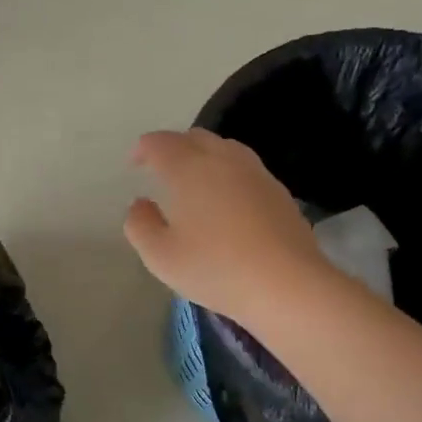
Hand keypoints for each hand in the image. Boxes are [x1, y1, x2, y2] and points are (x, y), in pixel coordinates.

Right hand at [124, 128, 332, 325]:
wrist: (287, 284)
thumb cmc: (214, 268)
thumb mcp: (160, 255)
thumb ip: (140, 225)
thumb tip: (140, 204)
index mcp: (189, 168)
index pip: (160, 143)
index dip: (143, 148)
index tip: (134, 162)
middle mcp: (223, 159)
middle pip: (195, 137)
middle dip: (174, 147)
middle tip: (161, 169)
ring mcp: (256, 173)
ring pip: (224, 148)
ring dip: (203, 156)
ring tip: (194, 181)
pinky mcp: (279, 191)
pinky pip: (245, 169)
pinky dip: (227, 174)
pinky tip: (226, 200)